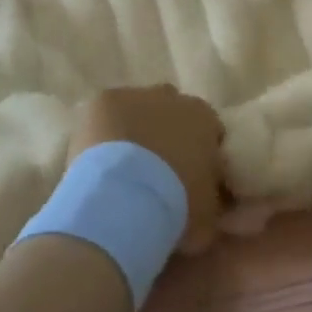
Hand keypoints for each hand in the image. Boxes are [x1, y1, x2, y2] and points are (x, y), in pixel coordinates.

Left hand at [71, 85, 225, 251]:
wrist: (124, 200)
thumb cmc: (174, 208)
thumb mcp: (208, 216)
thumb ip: (213, 200)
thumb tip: (209, 202)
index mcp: (204, 120)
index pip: (208, 130)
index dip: (200, 153)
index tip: (191, 177)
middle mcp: (173, 98)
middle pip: (172, 112)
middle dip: (167, 134)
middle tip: (157, 171)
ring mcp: (135, 95)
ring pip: (138, 108)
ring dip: (135, 129)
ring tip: (123, 168)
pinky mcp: (103, 101)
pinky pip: (107, 114)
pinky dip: (105, 131)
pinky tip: (98, 159)